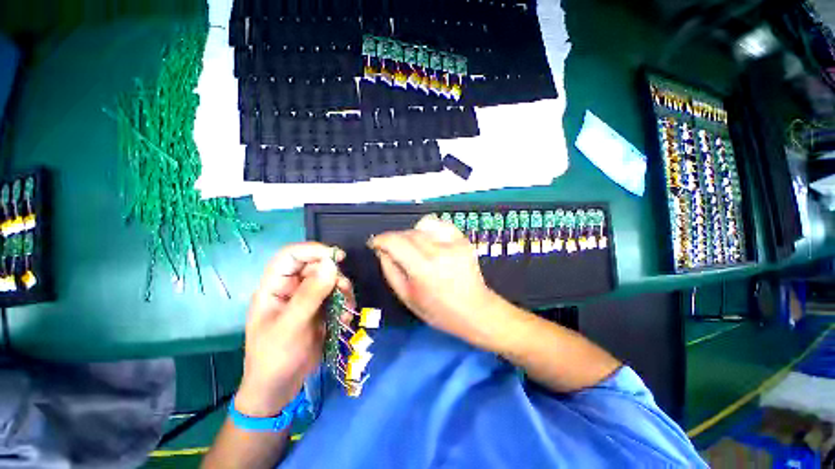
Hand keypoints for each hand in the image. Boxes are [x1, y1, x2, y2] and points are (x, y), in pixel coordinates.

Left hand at [236, 243, 353, 417]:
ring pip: (330, 281)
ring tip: (346, 309)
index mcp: (274, 287)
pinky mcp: (321, 310)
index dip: (312, 250)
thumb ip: (310, 294)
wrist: (280, 389)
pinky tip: (344, 321)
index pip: (290, 256)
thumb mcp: (291, 326)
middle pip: (316, 266)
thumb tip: (330, 264)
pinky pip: (337, 297)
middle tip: (344, 290)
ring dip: (343, 291)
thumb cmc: (275, 357)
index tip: (337, 257)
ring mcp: (308, 299)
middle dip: (334, 275)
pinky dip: (345, 305)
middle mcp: (291, 288)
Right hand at [369, 215, 504, 346]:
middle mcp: (438, 251)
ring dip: (411, 235)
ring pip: (421, 227)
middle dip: (395, 239)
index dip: (380, 240)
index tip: (375, 244)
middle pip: (407, 233)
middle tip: (394, 251)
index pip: (394, 241)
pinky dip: (429, 230)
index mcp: (423, 268)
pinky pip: (439, 225)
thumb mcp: (407, 296)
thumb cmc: (438, 310)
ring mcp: (453, 243)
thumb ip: (390, 270)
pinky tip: (430, 242)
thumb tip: (382, 250)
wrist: (474, 309)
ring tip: (414, 249)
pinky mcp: (463, 239)